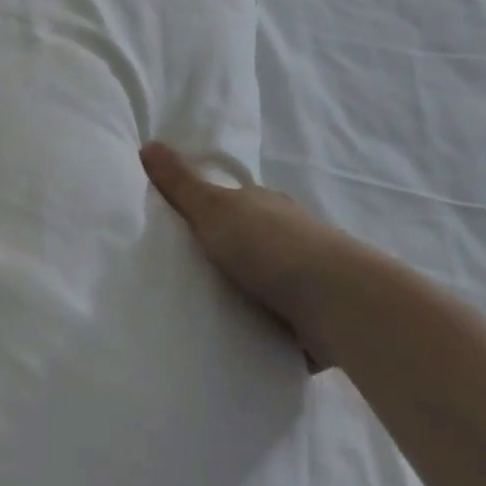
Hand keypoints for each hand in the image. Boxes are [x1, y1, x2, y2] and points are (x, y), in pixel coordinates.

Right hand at [142, 141, 361, 371]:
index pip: (232, 202)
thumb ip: (180, 182)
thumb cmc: (269, 245)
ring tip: (203, 314)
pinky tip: (237, 342)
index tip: (180, 227)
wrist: (338, 303)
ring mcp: (304, 279)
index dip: (207, 210)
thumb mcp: (212, 207)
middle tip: (183, 274)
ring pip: (265, 284)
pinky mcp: (315, 320)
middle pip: (247, 242)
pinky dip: (262, 331)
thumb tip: (148, 143)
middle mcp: (288, 236)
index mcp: (264, 205)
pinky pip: (279, 324)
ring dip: (244, 296)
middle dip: (223, 256)